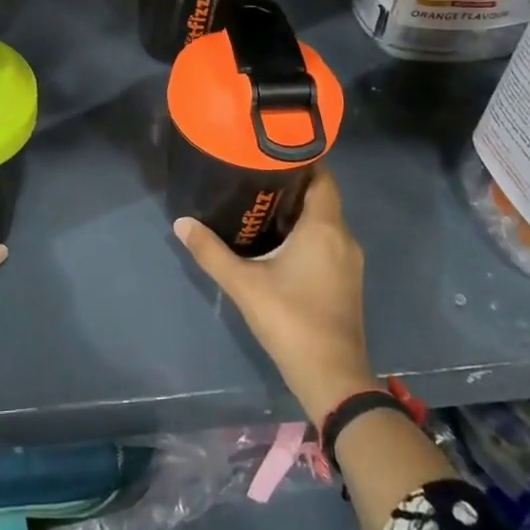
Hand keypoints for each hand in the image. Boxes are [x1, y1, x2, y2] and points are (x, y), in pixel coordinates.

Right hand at [173, 167, 376, 424]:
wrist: (332, 376)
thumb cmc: (290, 320)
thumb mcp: (243, 284)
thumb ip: (211, 251)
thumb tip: (181, 222)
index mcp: (324, 227)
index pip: (322, 176)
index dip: (299, 160)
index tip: (268, 153)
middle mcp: (343, 237)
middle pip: (321, 197)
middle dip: (291, 185)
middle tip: (253, 177)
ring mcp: (349, 261)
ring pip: (324, 222)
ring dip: (297, 212)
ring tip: (259, 206)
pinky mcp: (346, 281)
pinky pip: (327, 242)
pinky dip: (306, 234)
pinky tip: (277, 243)